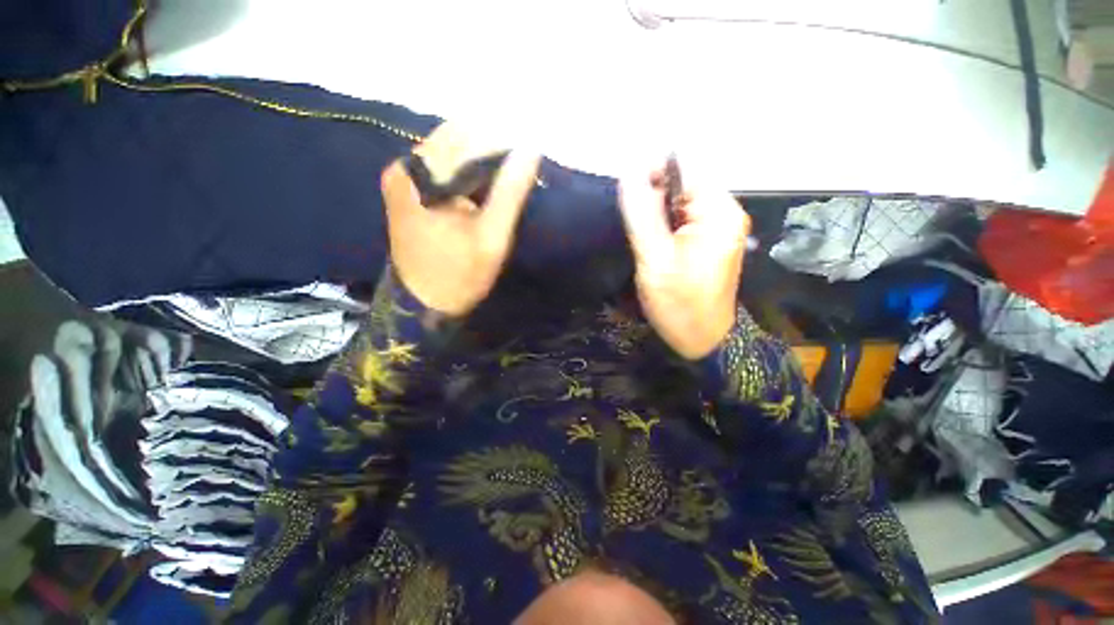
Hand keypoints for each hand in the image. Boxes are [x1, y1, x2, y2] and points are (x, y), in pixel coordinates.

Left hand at [381, 123, 540, 316]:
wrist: (424, 303)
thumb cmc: (460, 274)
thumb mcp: (492, 237)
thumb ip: (510, 192)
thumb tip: (531, 149)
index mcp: (420, 177)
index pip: (467, 137)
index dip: (503, 135)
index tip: (532, 142)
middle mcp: (405, 168)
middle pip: (455, 138)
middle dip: (493, 141)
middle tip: (526, 151)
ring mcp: (403, 177)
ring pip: (450, 149)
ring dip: (482, 153)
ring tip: (513, 161)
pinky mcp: (409, 189)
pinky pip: (443, 165)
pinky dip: (469, 166)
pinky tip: (490, 174)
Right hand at [618, 165, 750, 359]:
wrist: (703, 339)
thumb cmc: (679, 303)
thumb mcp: (655, 258)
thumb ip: (642, 213)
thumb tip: (629, 172)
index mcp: (718, 212)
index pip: (684, 168)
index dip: (653, 174)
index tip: (628, 197)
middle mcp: (725, 213)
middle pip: (682, 185)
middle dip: (653, 198)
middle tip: (636, 229)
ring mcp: (719, 228)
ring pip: (679, 203)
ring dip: (656, 214)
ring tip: (644, 240)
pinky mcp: (710, 242)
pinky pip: (683, 220)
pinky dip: (664, 226)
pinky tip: (654, 245)